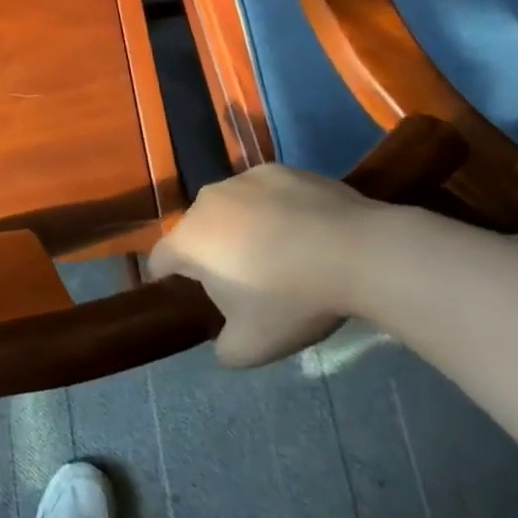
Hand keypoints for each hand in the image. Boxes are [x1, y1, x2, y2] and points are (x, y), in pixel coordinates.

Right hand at [150, 165, 397, 367]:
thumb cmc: (293, 299)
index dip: (164, 276)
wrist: (357, 252)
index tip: (176, 290)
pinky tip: (303, 230)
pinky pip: (264, 193)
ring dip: (240, 227)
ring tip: (275, 252)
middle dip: (210, 252)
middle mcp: (206, 202)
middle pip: (196, 231)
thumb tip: (221, 342)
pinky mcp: (279, 169)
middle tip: (240, 279)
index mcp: (189, 241)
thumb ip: (223, 348)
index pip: (160, 258)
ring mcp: (243, 180)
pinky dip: (273, 209)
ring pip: (230, 208)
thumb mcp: (252, 346)